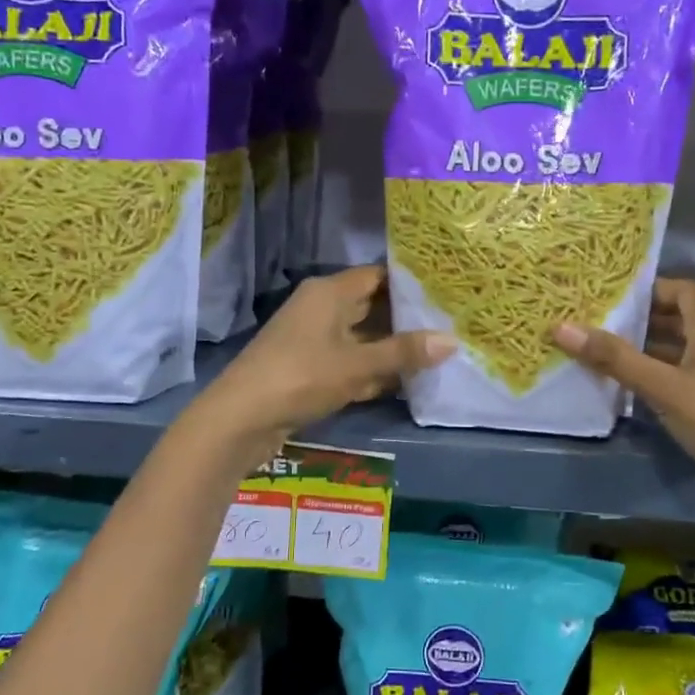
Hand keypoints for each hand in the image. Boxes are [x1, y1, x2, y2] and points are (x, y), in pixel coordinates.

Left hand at [190, 266, 453, 454]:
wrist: (241, 419)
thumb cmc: (301, 377)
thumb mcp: (358, 365)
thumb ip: (404, 353)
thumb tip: (453, 340)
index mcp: (329, 293)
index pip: (377, 276)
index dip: (410, 283)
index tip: (445, 292)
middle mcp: (320, 308)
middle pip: (371, 306)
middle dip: (406, 319)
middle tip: (450, 325)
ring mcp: (313, 340)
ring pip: (361, 337)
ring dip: (391, 349)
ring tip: (436, 354)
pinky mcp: (309, 369)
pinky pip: (349, 362)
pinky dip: (372, 370)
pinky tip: (402, 383)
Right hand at [553, 278, 694, 552]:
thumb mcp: (662, 386)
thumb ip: (614, 358)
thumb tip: (560, 327)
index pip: (681, 289)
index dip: (647, 289)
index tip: (607, 296)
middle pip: (678, 319)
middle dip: (638, 321)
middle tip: (593, 323)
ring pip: (679, 351)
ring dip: (644, 352)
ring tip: (599, 353)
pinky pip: (683, 378)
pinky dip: (657, 377)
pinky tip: (626, 388)